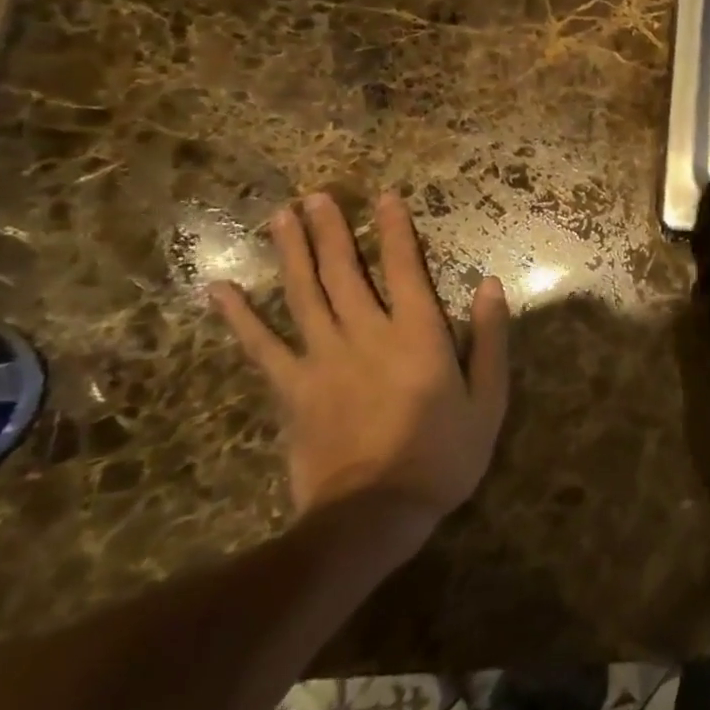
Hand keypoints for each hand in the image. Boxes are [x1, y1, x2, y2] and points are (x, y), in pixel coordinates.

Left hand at [212, 192, 510, 532]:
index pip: (406, 267)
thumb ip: (489, 337)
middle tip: (316, 196)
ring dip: (293, 253)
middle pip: (346, 271)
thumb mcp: (489, 397)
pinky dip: (239, 317)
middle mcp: (367, 333)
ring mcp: (323, 359)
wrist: (376, 513)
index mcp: (417, 333)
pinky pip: (261, 346)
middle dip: (332, 230)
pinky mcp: (292, 389)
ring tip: (281, 217)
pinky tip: (219, 290)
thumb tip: (489, 284)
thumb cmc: (445, 454)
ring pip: (304, 294)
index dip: (397, 230)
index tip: (385, 196)